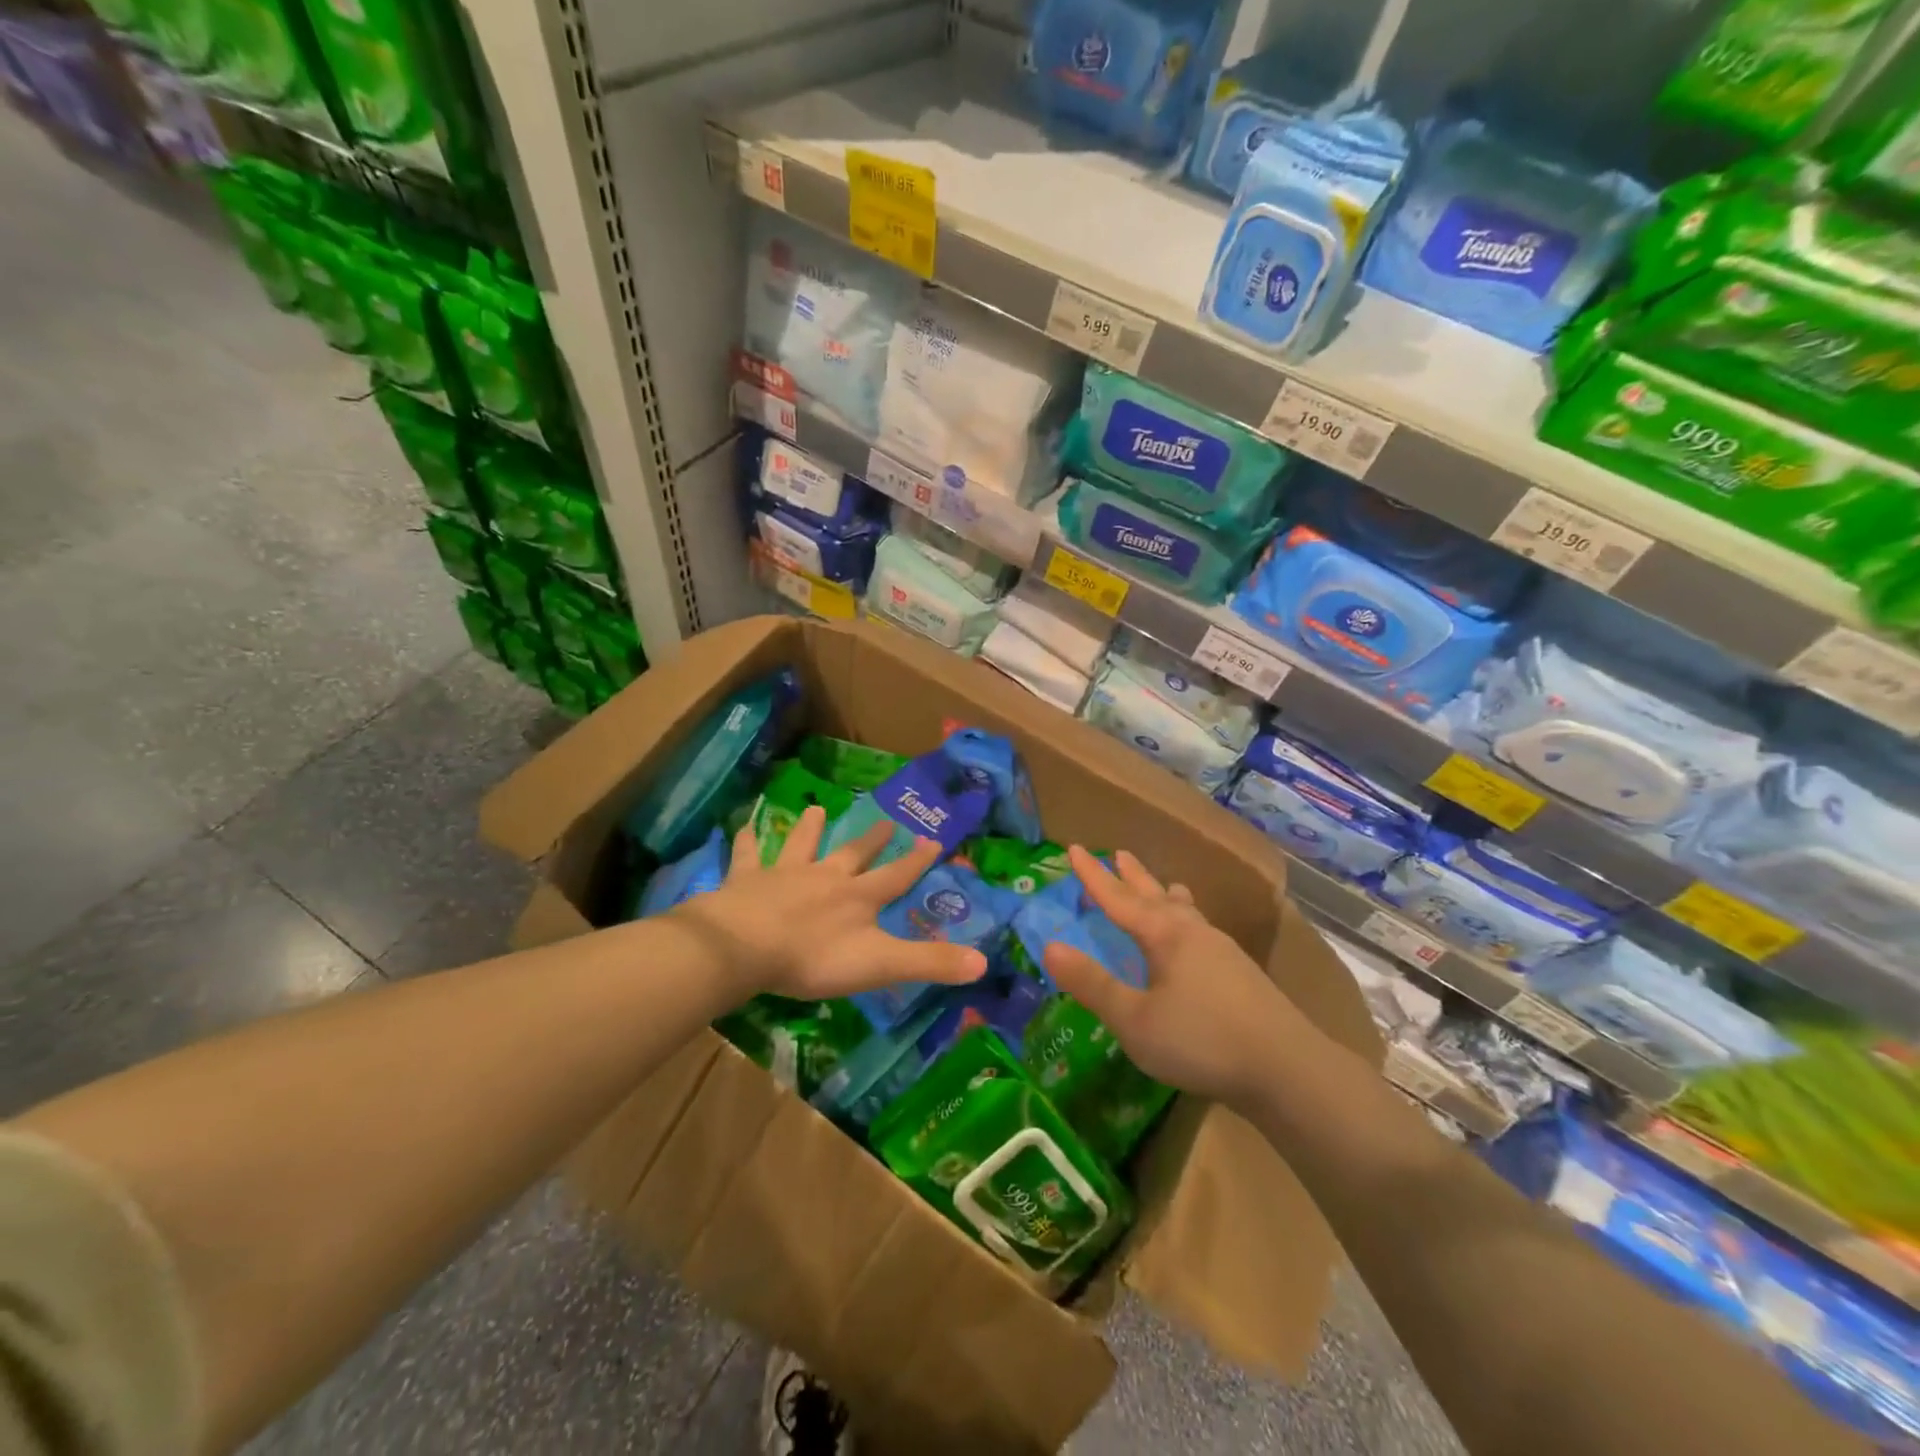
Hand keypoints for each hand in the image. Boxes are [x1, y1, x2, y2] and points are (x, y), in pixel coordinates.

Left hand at [675, 805, 989, 1002]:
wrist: (746, 946)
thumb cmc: (814, 958)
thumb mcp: (879, 964)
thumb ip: (928, 963)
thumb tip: (983, 962)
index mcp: (858, 897)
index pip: (896, 876)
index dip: (916, 861)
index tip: (933, 840)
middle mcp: (825, 877)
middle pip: (853, 854)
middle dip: (871, 840)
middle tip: (886, 821)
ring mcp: (785, 874)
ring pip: (801, 844)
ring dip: (810, 828)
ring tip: (817, 808)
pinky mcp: (747, 881)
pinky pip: (747, 856)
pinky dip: (746, 841)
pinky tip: (742, 827)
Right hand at [1042, 847, 1302, 1108]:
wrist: (1287, 1069)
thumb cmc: (1201, 1040)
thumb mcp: (1134, 1019)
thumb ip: (1092, 984)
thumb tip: (1049, 946)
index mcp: (1165, 936)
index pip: (1118, 899)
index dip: (1093, 876)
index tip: (1073, 849)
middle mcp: (1193, 932)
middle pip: (1156, 895)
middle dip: (1133, 876)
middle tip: (1118, 853)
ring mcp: (1222, 951)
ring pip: (1186, 911)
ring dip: (1167, 894)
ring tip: (1167, 885)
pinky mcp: (1241, 974)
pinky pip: (1202, 931)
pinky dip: (1188, 920)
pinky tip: (1197, 939)